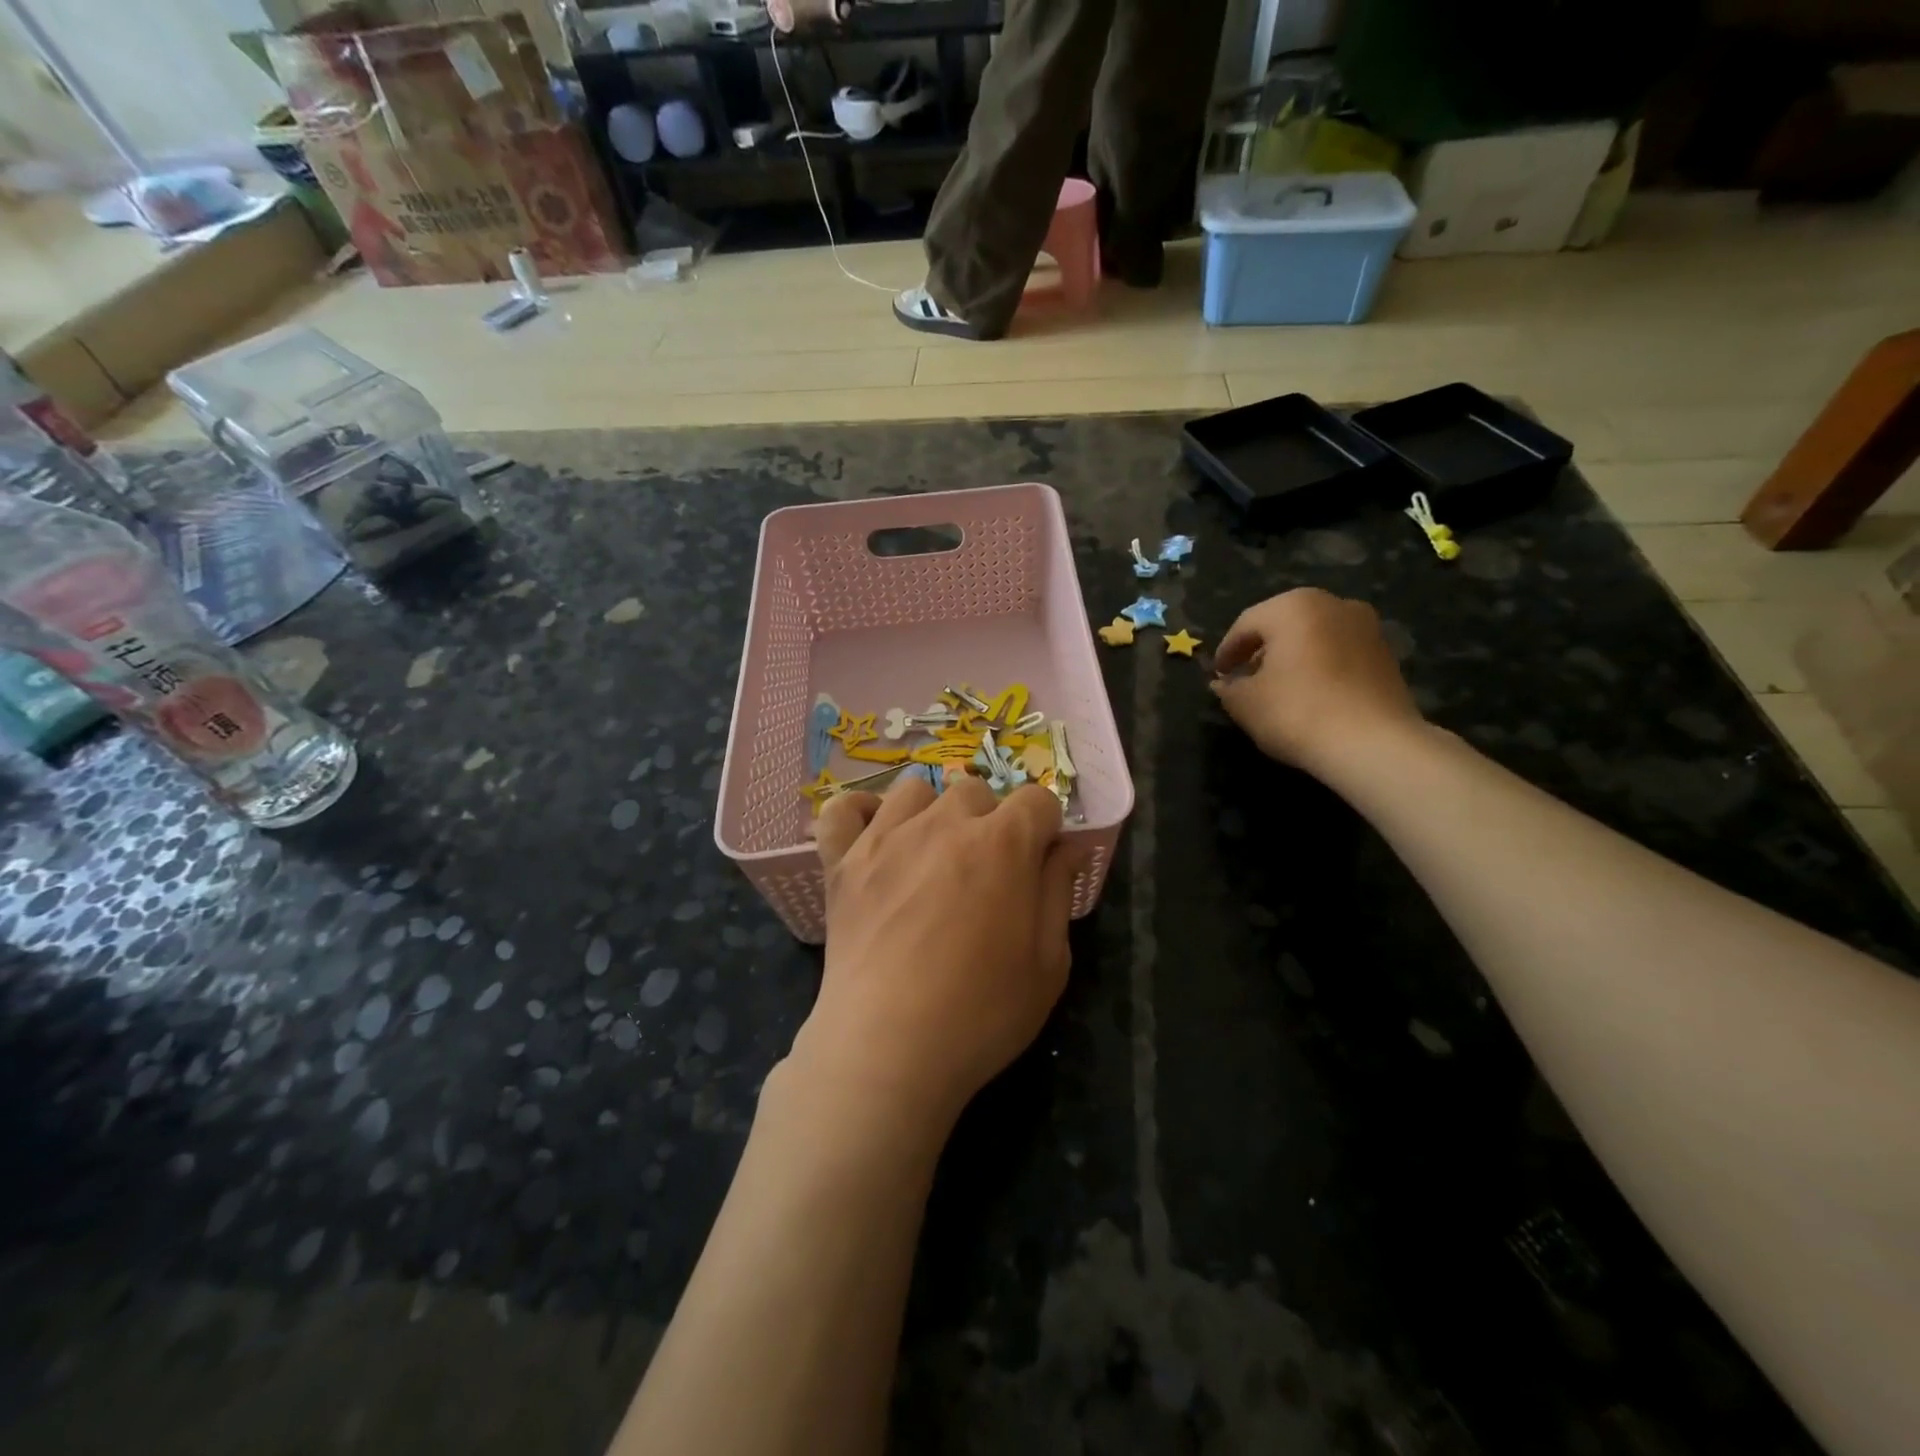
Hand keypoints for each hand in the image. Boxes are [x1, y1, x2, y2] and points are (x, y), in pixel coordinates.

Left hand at [790, 774, 1075, 1134]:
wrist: (888, 1047)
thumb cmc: (981, 1012)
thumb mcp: (1048, 963)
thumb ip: (1058, 892)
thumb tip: (1065, 846)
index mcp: (1003, 843)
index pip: (1038, 800)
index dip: (1045, 828)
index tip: (1039, 863)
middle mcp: (945, 823)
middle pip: (977, 791)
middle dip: (991, 822)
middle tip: (985, 874)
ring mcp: (887, 837)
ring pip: (916, 791)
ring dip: (933, 813)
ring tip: (932, 856)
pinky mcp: (843, 860)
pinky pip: (844, 809)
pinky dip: (860, 814)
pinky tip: (874, 838)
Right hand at [1211, 588, 1423, 777]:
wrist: (1372, 744)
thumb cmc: (1296, 712)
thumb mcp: (1245, 703)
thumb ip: (1228, 688)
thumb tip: (1224, 683)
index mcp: (1293, 607)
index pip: (1246, 624)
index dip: (1227, 651)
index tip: (1218, 674)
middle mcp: (1333, 605)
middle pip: (1283, 624)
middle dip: (1261, 649)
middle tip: (1244, 677)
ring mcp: (1366, 627)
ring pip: (1314, 636)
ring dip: (1292, 656)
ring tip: (1278, 687)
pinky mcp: (1386, 653)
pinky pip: (1339, 652)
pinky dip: (1320, 666)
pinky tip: (1310, 694)